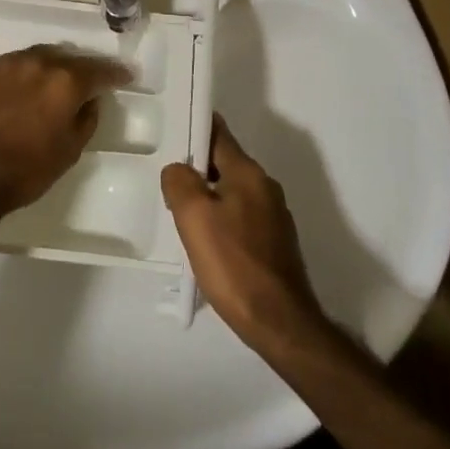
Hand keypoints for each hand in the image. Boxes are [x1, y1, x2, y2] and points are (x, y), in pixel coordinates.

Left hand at [0, 46, 129, 232]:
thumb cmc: (25, 170)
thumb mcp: (69, 151)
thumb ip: (87, 119)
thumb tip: (90, 101)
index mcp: (65, 81)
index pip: (99, 70)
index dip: (115, 73)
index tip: (126, 76)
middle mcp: (38, 62)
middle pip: (69, 58)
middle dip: (82, 68)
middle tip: (90, 81)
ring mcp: (8, 63)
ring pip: (40, 57)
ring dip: (52, 67)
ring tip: (56, 82)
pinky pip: (14, 65)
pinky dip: (25, 73)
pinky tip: (24, 88)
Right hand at [162, 116, 323, 346]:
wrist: (280, 323)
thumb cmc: (234, 264)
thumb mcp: (194, 217)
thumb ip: (180, 182)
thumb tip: (178, 169)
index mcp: (248, 173)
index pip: (219, 134)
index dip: (196, 127)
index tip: (175, 125)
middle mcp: (266, 187)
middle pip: (226, 164)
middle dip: (199, 167)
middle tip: (169, 179)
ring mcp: (274, 217)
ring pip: (233, 192)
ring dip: (210, 197)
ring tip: (183, 214)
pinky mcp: (276, 244)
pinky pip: (242, 217)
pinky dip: (223, 220)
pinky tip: (208, 243)